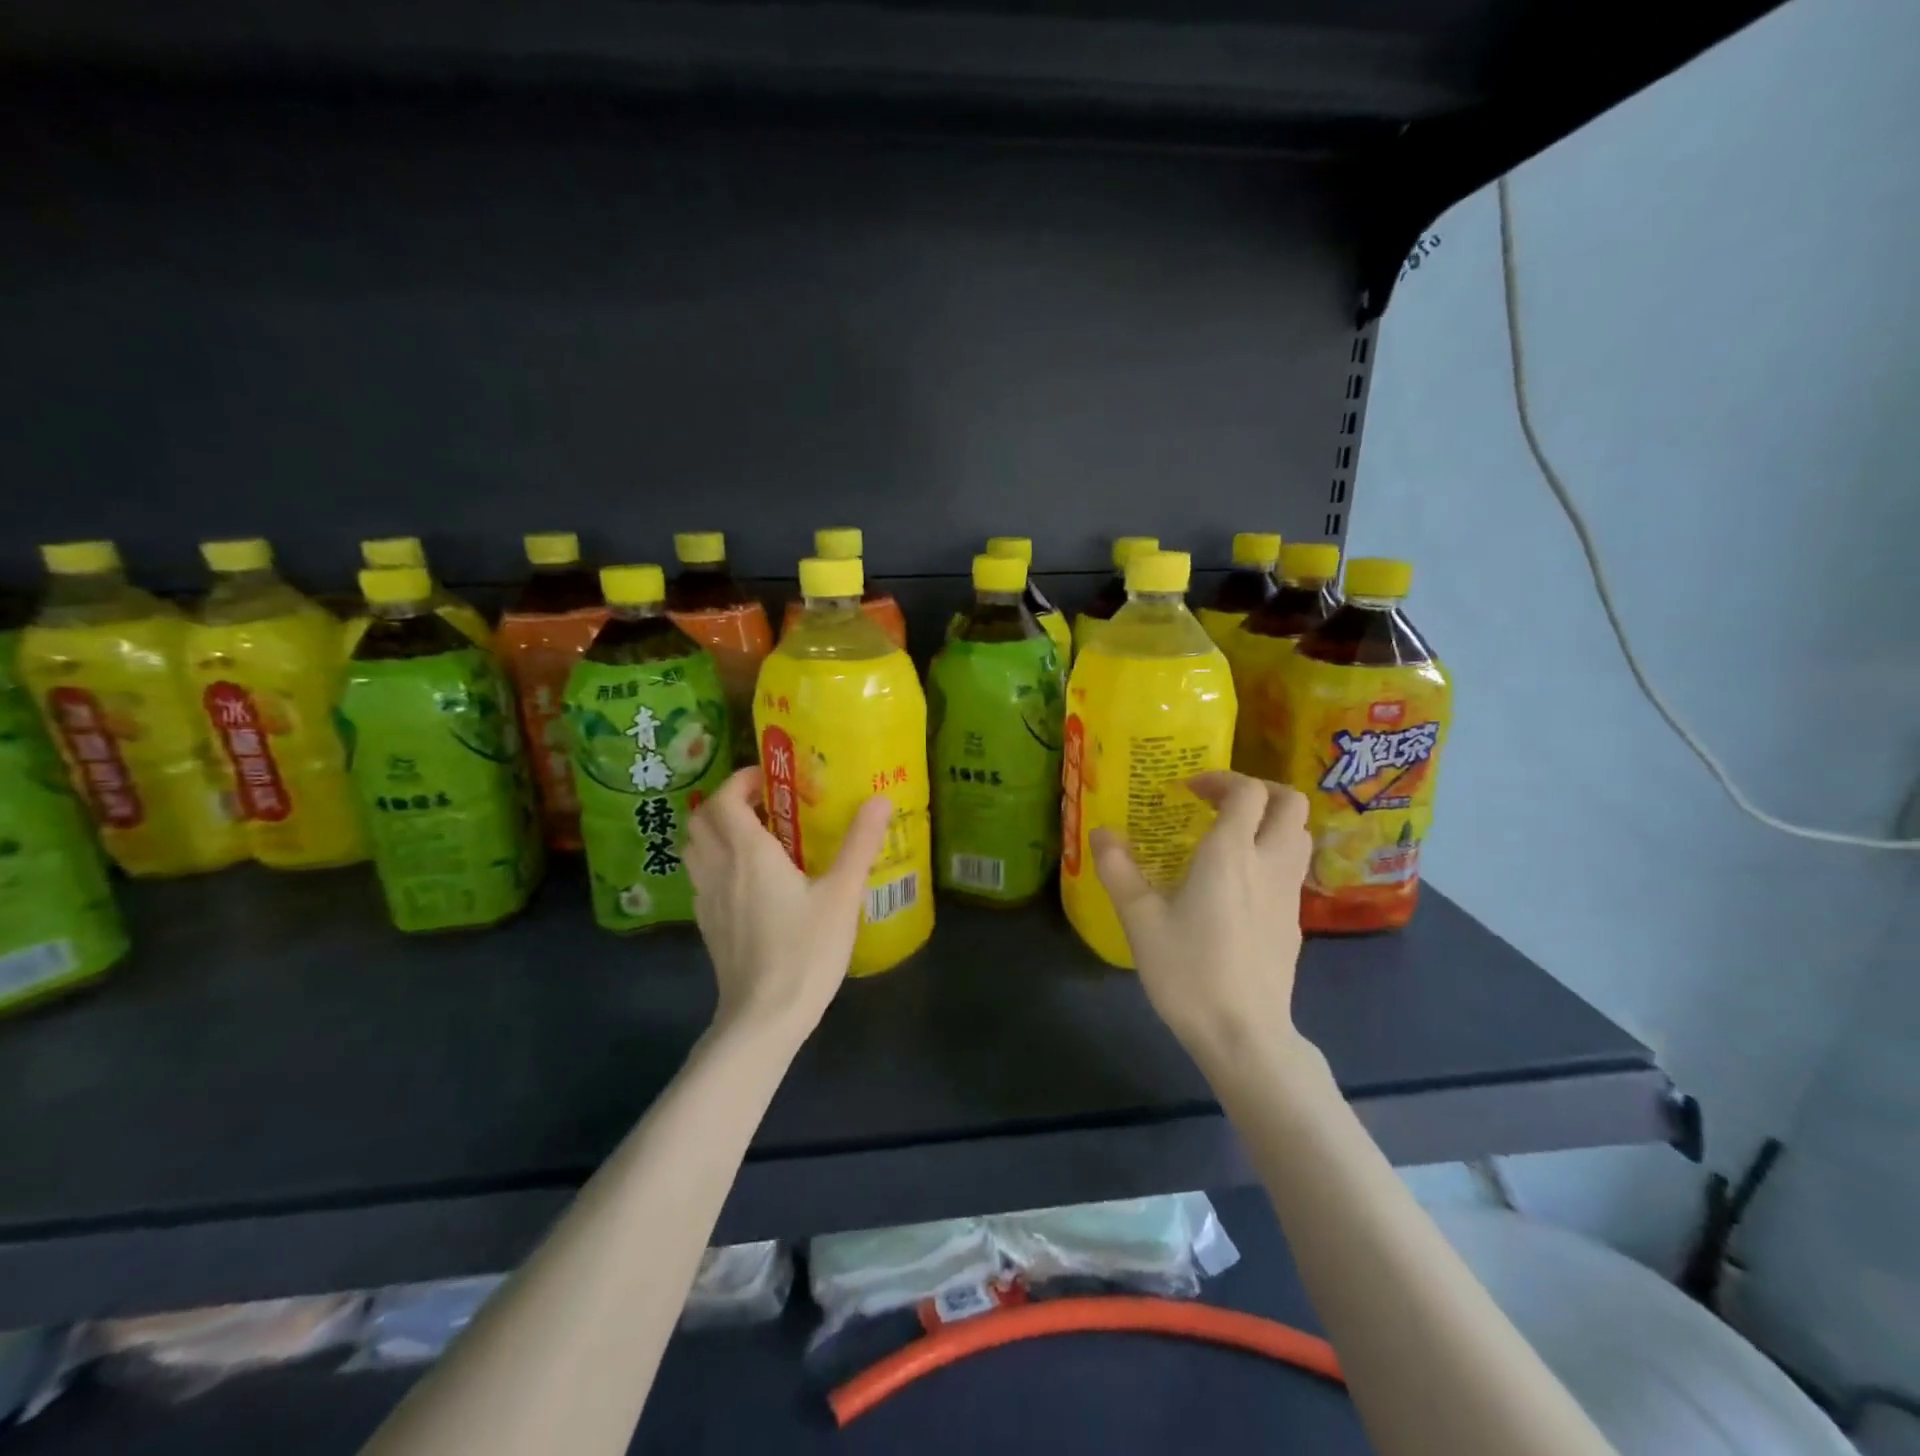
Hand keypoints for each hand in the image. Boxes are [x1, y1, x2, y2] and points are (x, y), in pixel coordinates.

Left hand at [685, 766, 892, 1045]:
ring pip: (695, 848)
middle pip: (701, 819)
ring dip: (717, 830)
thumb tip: (880, 799)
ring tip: (755, 837)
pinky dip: (716, 861)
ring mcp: (707, 898)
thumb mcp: (842, 895)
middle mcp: (719, 868)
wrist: (763, 1017)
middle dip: (727, 801)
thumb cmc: (805, 950)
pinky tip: (749, 880)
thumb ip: (860, 843)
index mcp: (748, 853)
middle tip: (764, 804)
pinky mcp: (707, 924)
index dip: (741, 780)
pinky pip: (701, 876)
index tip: (770, 779)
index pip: (725, 799)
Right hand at [1091, 772, 1313, 1070]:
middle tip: (1221, 802)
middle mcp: (1268, 863)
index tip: (1190, 789)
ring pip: (1300, 835)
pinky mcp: (1294, 921)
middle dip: (1260, 790)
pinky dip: (1273, 855)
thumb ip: (1118, 870)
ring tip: (1233, 836)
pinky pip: (1293, 868)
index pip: (1248, 792)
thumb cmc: (1188, 971)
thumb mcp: (1140, 920)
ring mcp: (1289, 893)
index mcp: (1231, 854)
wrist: (1243, 1034)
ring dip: (1272, 821)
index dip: (1222, 779)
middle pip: (1291, 803)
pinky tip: (1240, 883)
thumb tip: (1100, 832)